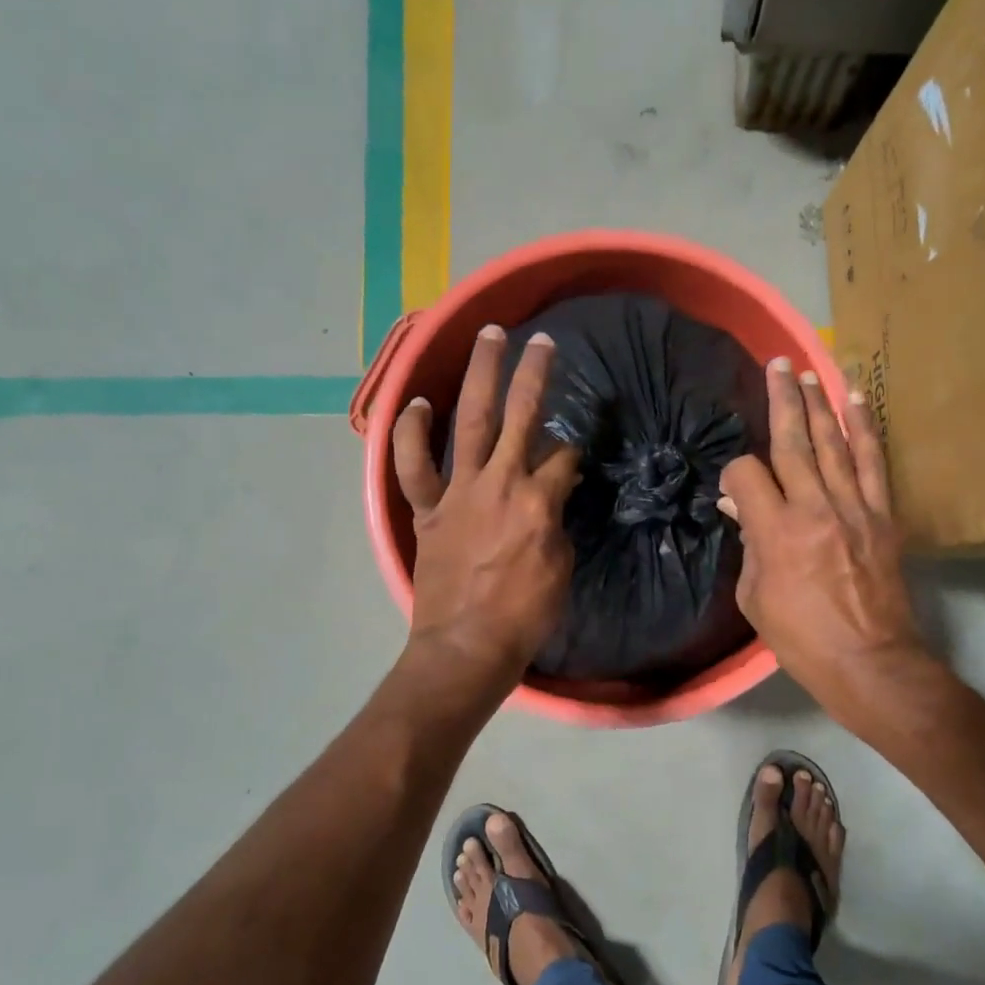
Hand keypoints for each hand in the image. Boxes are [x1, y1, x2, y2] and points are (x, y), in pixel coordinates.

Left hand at [392, 325, 579, 685]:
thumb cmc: (524, 615)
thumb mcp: (560, 567)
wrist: (466, 646)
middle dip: (534, 373)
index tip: (574, 449)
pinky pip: (413, 465)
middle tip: (541, 339)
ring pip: (470, 422)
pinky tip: (415, 404)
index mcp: (538, 501)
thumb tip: (553, 496)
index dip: (573, 448)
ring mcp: (458, 491)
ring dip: (480, 377)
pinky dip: (410, 434)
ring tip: (488, 338)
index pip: (563, 456)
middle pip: (521, 415)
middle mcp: (499, 482)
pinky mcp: (428, 508)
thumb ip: (557, 522)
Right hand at [720, 358, 936, 735]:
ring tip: (809, 373)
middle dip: (783, 400)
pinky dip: (865, 430)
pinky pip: (873, 463)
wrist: (869, 661)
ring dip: (820, 405)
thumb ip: (749, 545)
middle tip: (778, 365)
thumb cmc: (801, 637)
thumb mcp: (755, 597)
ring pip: (833, 444)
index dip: (733, 473)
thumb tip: (741, 508)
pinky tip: (856, 402)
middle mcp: (813, 509)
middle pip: (793, 442)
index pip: (746, 475)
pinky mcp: (882, 515)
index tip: (732, 487)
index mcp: (775, 532)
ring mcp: (853, 508)